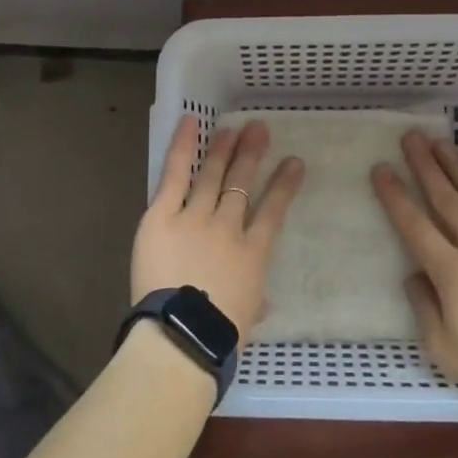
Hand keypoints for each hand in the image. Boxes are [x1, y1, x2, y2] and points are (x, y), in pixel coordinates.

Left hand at [131, 115, 304, 337]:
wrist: (183, 334)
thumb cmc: (218, 335)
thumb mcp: (248, 318)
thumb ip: (254, 302)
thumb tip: (261, 304)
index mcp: (252, 254)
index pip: (273, 212)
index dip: (285, 185)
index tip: (294, 163)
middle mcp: (228, 227)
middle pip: (242, 184)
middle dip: (252, 155)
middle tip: (259, 130)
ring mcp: (196, 216)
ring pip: (213, 175)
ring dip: (224, 149)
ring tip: (234, 128)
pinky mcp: (163, 215)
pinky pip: (176, 174)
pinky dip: (183, 147)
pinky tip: (191, 122)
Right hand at [372, 131, 457, 401]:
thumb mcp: (446, 351)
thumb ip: (424, 310)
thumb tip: (413, 277)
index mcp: (452, 272)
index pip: (415, 227)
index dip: (395, 197)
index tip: (381, 168)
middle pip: (448, 201)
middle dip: (427, 167)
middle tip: (413, 137)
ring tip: (446, 145)